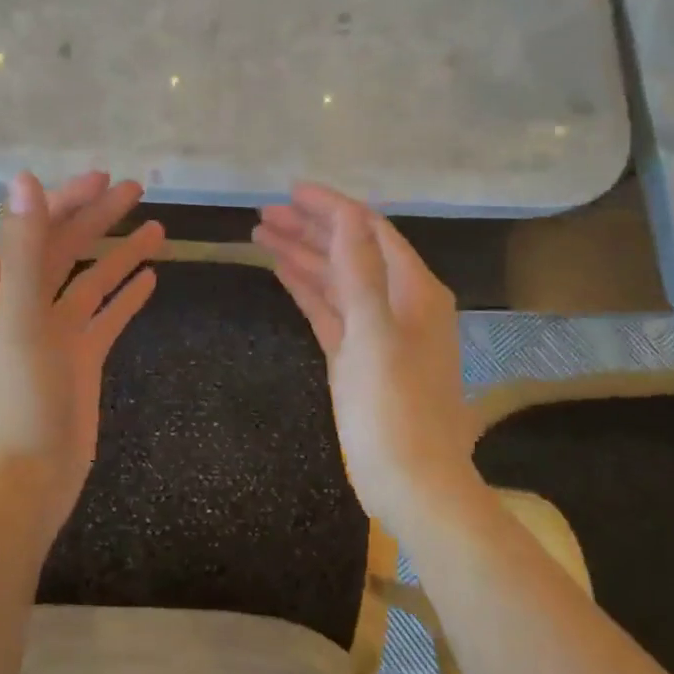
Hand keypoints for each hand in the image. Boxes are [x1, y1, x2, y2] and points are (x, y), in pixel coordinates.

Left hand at [0, 170, 164, 537]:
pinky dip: (126, 295)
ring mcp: (57, 333)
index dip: (68, 200)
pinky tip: (150, 279)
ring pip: (93, 280)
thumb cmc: (18, 397)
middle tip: (136, 190)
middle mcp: (28, 304)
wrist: (26, 478)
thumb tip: (24, 179)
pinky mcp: (81, 359)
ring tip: (158, 229)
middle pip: (67, 248)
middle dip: (99, 217)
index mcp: (3, 288)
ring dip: (120, 253)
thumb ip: (25, 248)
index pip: (37, 229)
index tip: (104, 179)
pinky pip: (107, 316)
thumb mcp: (20, 316)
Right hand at [254, 183, 477, 529]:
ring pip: (335, 278)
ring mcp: (376, 330)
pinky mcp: (356, 356)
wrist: (411, 483)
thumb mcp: (375, 333)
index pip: (369, 230)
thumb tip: (346, 215)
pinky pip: (329, 309)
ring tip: (260, 232)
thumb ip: (359, 271)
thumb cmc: (396, 408)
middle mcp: (398, 302)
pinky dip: (306, 288)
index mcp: (414, 290)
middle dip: (309, 228)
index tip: (290, 190)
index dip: (331, 206)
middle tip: (264, 213)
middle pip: (350, 250)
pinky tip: (280, 270)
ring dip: (302, 254)